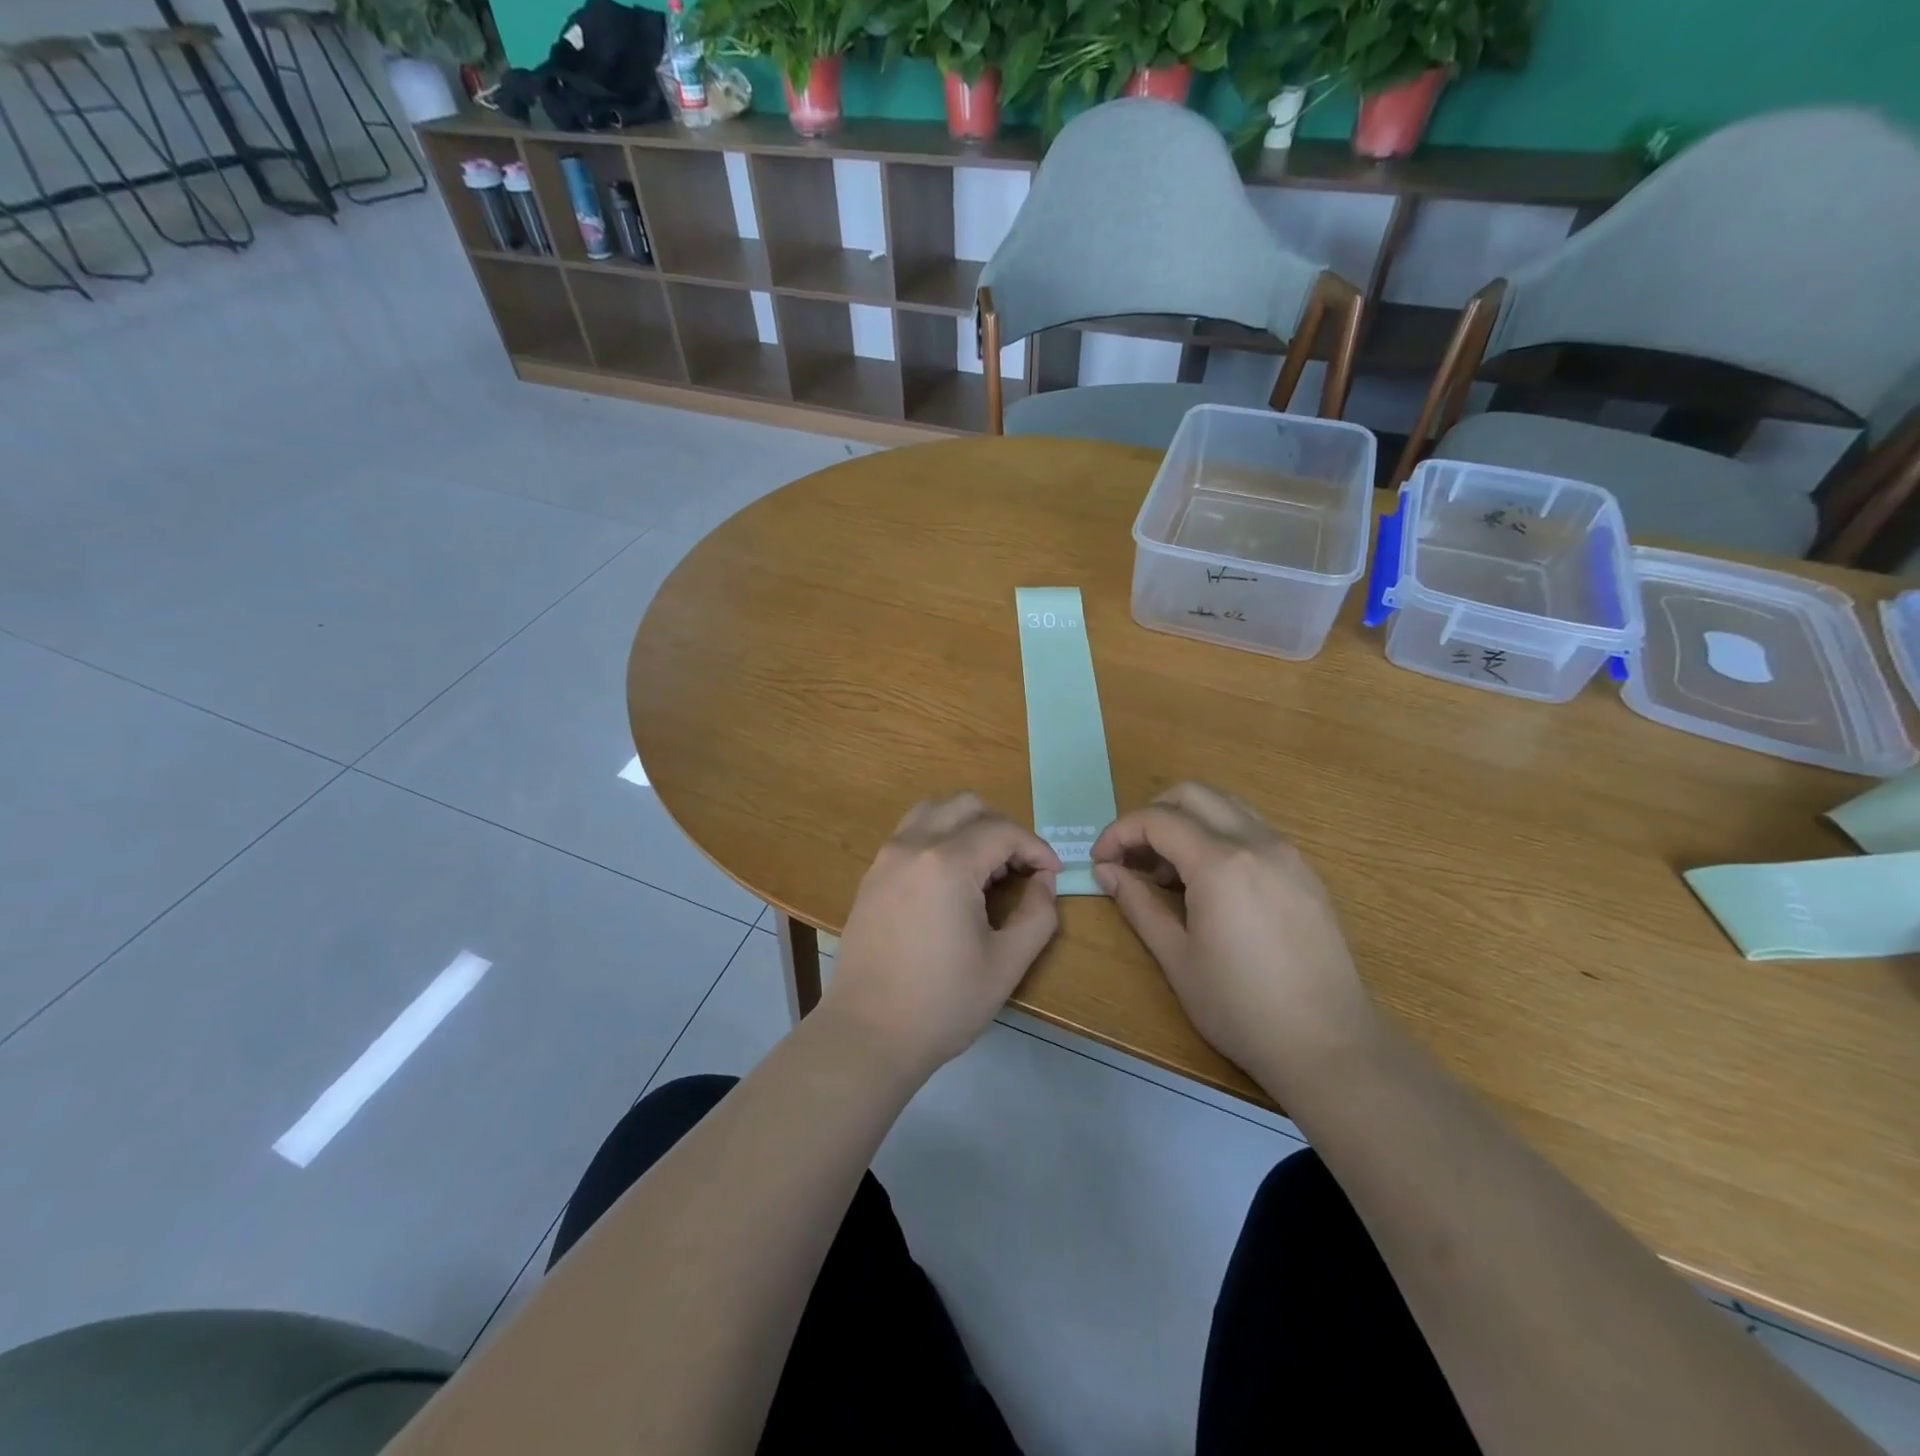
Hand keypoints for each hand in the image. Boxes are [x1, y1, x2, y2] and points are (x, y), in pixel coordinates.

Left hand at [823, 793, 1060, 1080]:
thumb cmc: (942, 1003)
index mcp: (947, 863)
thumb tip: (1044, 882)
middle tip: (1019, 869)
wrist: (867, 1034)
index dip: (1036, 848)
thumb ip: (1038, 914)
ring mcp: (886, 858)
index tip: (1052, 876)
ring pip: (933, 812)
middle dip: (1002, 829)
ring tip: (984, 869)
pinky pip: (910, 835)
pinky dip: (939, 839)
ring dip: (967, 826)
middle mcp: (913, 846)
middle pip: (966, 806)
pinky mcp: (871, 877)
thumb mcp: (1006, 964)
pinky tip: (950, 883)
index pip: (1003, 830)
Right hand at [1090, 782, 1376, 1089]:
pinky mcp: (1304, 871)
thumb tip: (1106, 872)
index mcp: (1221, 863)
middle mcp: (1257, 843)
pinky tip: (1208, 882)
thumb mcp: (1177, 958)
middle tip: (1131, 856)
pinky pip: (1252, 829)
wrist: (1330, 1045)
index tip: (1100, 860)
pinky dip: (1218, 835)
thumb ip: (1138, 905)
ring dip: (1187, 820)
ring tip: (1167, 869)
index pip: (1157, 819)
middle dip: (1151, 814)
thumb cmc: (1241, 1008)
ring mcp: (1287, 854)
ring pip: (1226, 805)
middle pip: (1193, 794)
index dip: (1119, 832)